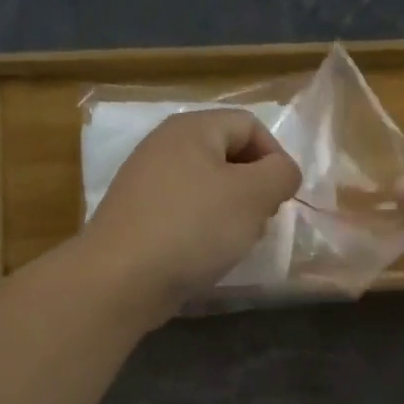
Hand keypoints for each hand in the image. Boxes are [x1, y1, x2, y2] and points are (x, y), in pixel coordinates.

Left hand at [80, 109, 301, 323]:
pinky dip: (203, 230)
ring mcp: (147, 182)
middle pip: (229, 156)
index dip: (275, 158)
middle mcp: (165, 146)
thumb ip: (280, 174)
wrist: (121, 278)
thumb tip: (283, 172)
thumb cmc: (193, 228)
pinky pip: (185, 213)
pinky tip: (205, 256)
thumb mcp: (252, 196)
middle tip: (259, 222)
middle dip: (254, 189)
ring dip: (232, 213)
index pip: (250, 125)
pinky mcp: (138, 217)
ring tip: (234, 243)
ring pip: (208, 188)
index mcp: (192, 128)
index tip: (282, 198)